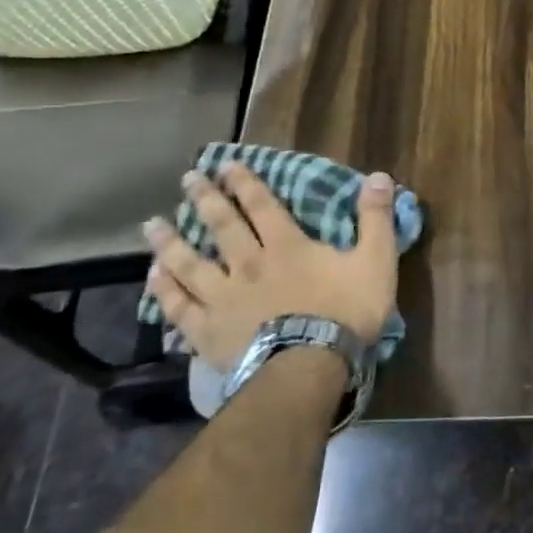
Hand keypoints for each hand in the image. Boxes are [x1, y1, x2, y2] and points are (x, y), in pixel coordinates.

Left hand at [143, 163, 398, 371]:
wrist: (307, 368)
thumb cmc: (345, 313)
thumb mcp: (376, 261)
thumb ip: (376, 218)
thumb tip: (380, 176)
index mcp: (287, 246)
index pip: (263, 206)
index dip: (246, 183)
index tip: (227, 164)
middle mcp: (248, 264)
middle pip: (222, 226)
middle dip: (205, 199)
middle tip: (187, 178)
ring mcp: (223, 299)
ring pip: (189, 264)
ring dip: (170, 242)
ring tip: (152, 225)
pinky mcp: (208, 333)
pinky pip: (179, 308)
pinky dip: (164, 292)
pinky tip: (153, 278)